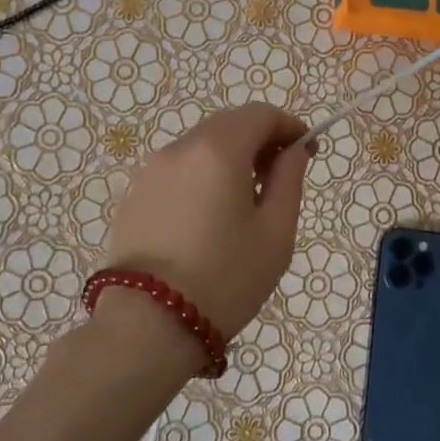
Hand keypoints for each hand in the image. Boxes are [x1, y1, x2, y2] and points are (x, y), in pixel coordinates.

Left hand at [97, 104, 312, 346]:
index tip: (307, 151)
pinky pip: (177, 171)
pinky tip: (208, 218)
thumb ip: (289, 180)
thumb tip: (294, 151)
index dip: (288, 126)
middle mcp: (179, 148)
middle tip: (280, 176)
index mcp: (218, 150)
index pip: (259, 114)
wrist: (147, 326)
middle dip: (259, 140)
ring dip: (229, 158)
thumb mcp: (275, 233)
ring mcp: (150, 171)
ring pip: (200, 146)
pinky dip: (201, 177)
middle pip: (228, 125)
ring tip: (244, 202)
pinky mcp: (132, 196)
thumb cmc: (225, 279)